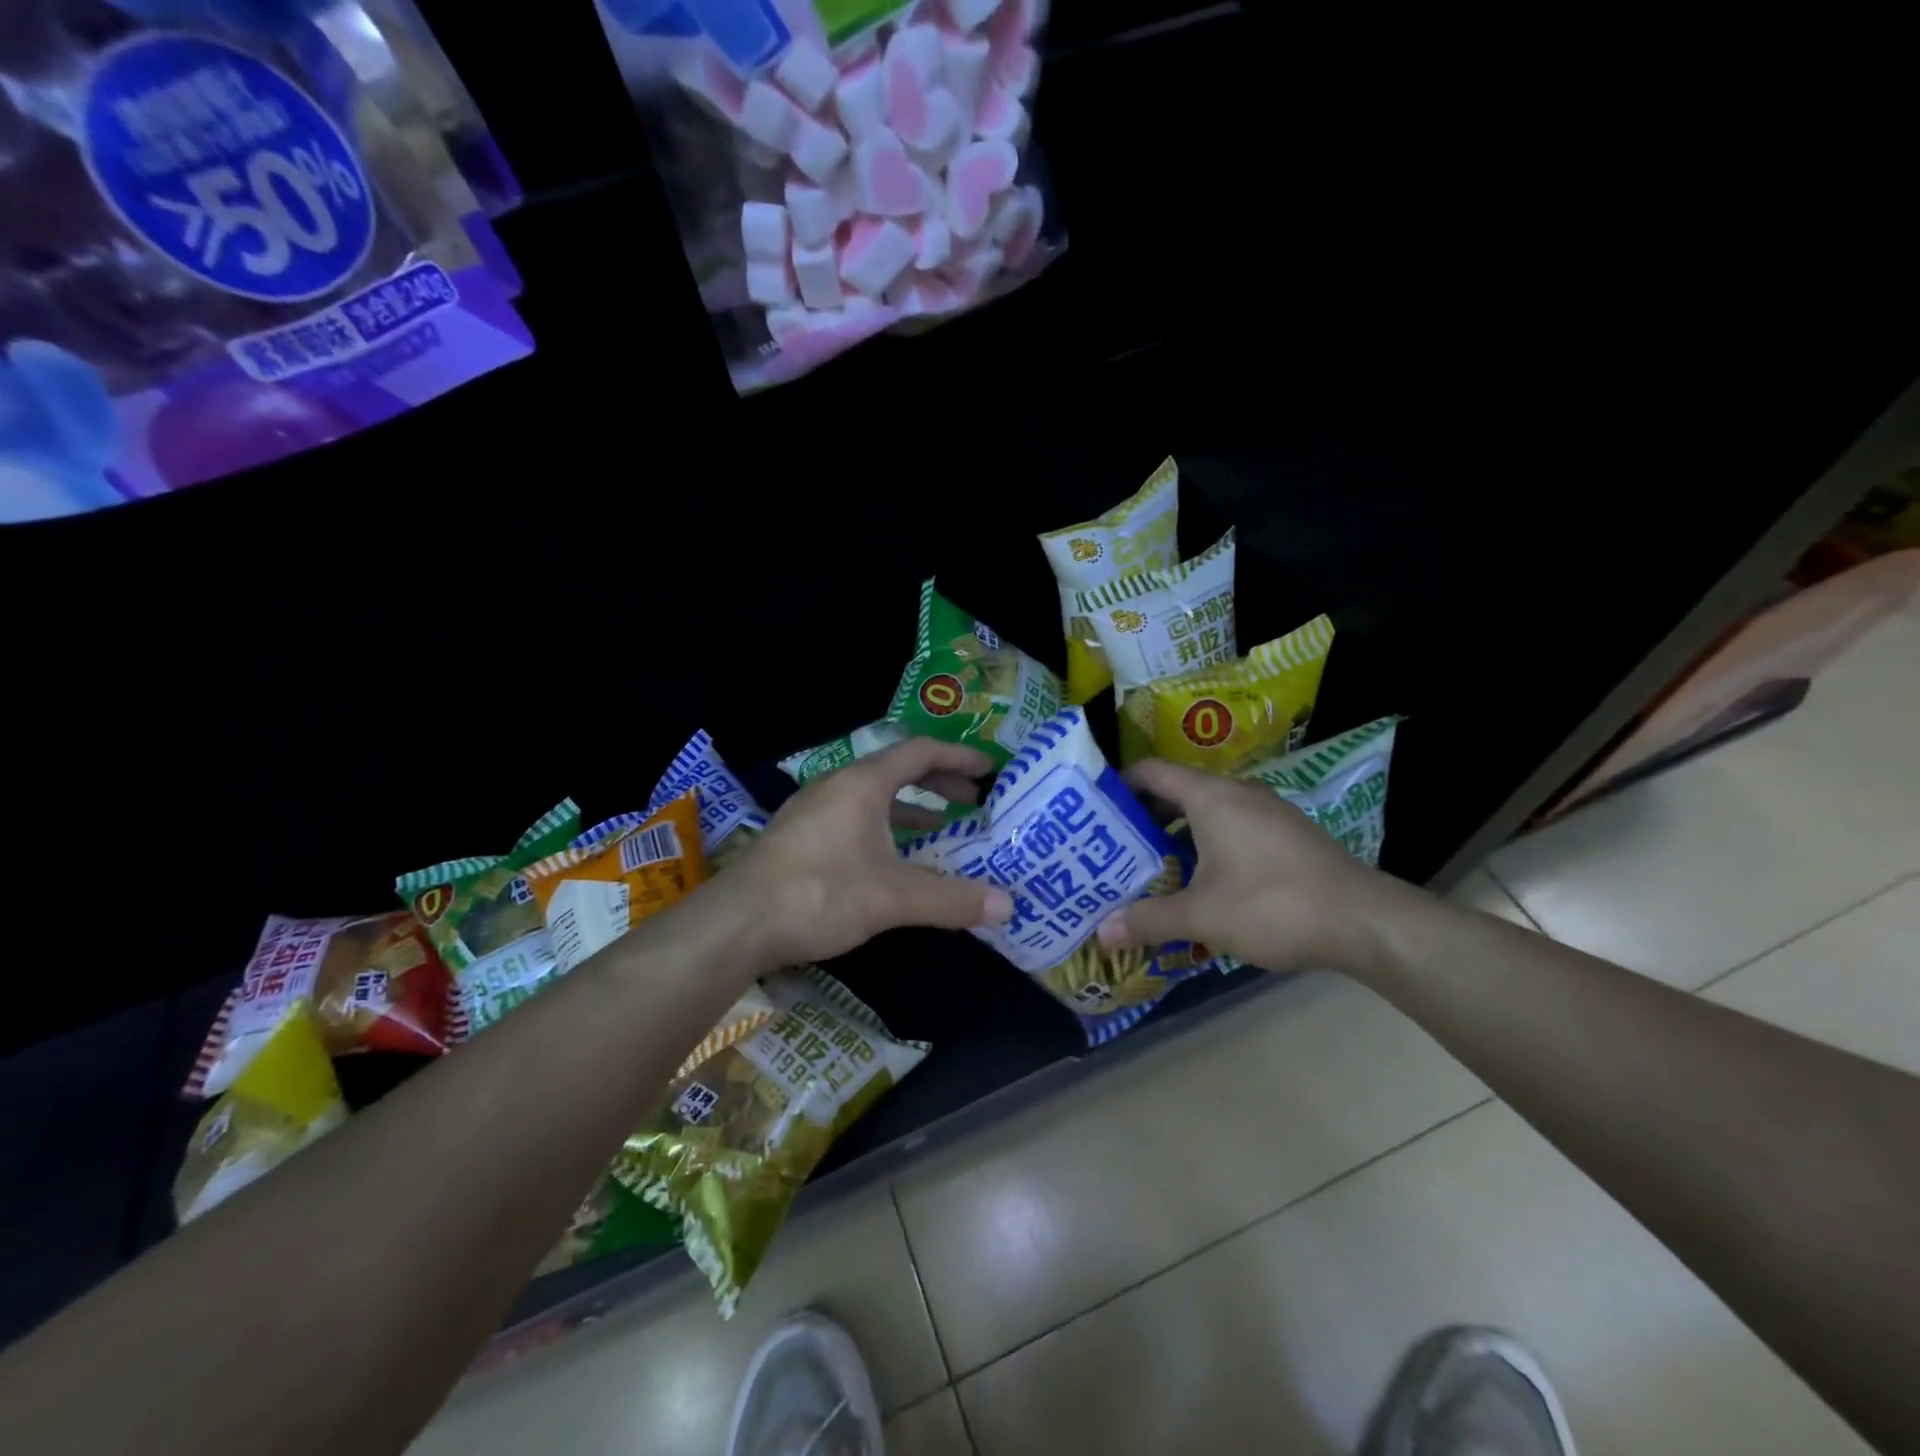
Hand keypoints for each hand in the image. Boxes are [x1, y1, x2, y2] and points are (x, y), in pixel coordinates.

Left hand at [726, 737, 1014, 968]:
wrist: (736, 923)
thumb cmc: (820, 894)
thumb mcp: (893, 897)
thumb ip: (951, 899)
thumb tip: (1008, 906)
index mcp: (862, 783)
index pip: (920, 752)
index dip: (958, 756)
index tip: (988, 768)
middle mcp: (837, 786)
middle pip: (897, 770)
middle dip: (938, 781)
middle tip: (973, 799)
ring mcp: (813, 810)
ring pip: (873, 796)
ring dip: (910, 807)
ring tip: (942, 826)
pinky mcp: (799, 836)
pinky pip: (853, 817)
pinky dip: (883, 826)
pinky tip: (891, 857)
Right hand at [1095, 758, 1395, 974]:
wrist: (1364, 921)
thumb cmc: (1272, 905)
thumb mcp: (1202, 916)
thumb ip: (1149, 920)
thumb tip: (1101, 932)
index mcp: (1210, 797)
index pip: (1151, 772)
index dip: (1119, 785)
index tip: (1095, 812)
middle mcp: (1237, 792)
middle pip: (1176, 792)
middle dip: (1144, 819)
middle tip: (1115, 849)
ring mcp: (1267, 811)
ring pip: (1207, 812)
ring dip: (1178, 836)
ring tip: (1153, 869)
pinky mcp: (1288, 834)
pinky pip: (1234, 827)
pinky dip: (1209, 845)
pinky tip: (1204, 884)